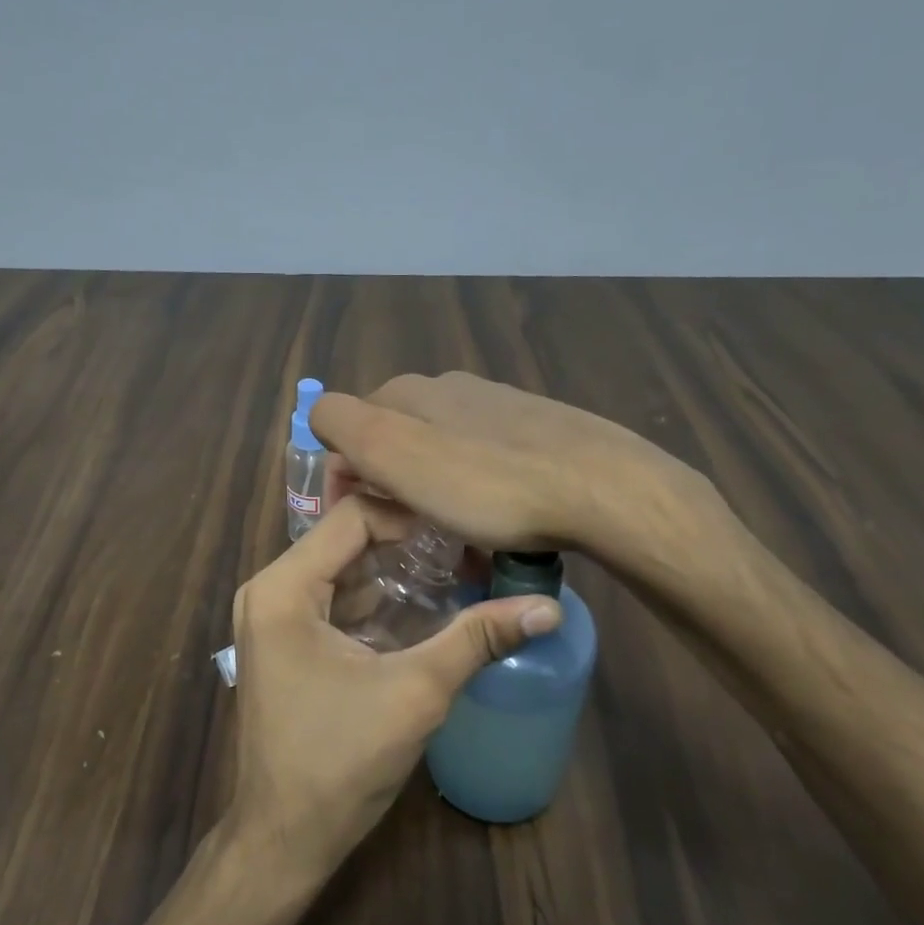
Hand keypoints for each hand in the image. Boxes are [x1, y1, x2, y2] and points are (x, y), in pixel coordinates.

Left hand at [225, 494, 561, 885]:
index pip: (353, 516)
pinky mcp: (286, 644)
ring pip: (343, 571)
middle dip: (409, 544)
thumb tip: (548, 607)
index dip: (412, 516)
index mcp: (283, 588)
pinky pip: (335, 602)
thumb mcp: (416, 692)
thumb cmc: (340, 761)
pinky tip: (426, 610)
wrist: (285, 838)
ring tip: (459, 574)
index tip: (465, 531)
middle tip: (469, 550)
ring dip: (397, 573)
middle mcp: (270, 590)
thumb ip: (477, 639)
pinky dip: (377, 601)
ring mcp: (274, 618)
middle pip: (347, 541)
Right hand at [310, 371, 722, 560]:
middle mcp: (449, 387)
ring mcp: (497, 405)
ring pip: (439, 450)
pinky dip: (473, 490)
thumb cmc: (488, 484)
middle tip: (402, 534)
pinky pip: (483, 460)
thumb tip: (321, 417)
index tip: (357, 522)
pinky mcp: (536, 429)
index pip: (346, 424)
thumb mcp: (397, 454)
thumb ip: (345, 425)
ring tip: (448, 537)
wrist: (602, 488)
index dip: (342, 475)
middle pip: (395, 438)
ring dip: (429, 492)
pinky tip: (494, 521)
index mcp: (410, 392)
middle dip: (387, 484)